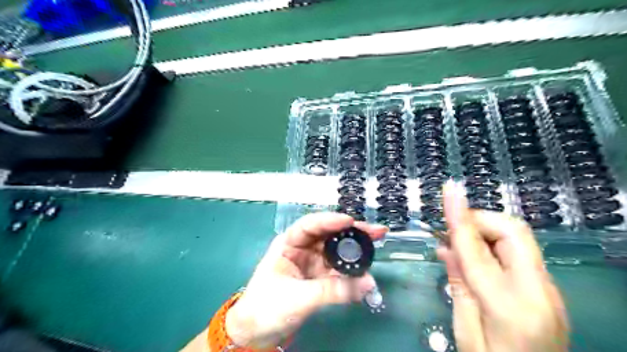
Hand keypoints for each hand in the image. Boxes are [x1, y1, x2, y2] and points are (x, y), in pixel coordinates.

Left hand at [222, 212, 384, 348]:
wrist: (257, 334)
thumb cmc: (267, 307)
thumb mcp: (299, 297)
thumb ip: (333, 290)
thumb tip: (368, 283)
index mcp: (288, 243)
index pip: (310, 225)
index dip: (330, 220)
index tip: (351, 221)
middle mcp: (302, 248)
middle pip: (329, 234)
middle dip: (351, 231)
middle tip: (376, 231)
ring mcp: (312, 262)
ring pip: (336, 250)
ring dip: (355, 249)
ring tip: (375, 245)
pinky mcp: (319, 277)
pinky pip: (338, 269)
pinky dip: (351, 271)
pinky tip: (364, 271)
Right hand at [437, 182, 571, 351]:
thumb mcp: (465, 332)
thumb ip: (458, 285)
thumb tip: (446, 248)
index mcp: (510, 308)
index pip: (477, 251)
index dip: (459, 217)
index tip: (449, 190)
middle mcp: (540, 292)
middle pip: (513, 231)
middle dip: (479, 218)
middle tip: (451, 230)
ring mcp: (550, 289)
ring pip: (517, 237)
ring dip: (484, 230)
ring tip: (458, 244)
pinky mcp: (549, 289)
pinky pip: (519, 253)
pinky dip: (492, 245)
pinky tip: (474, 257)